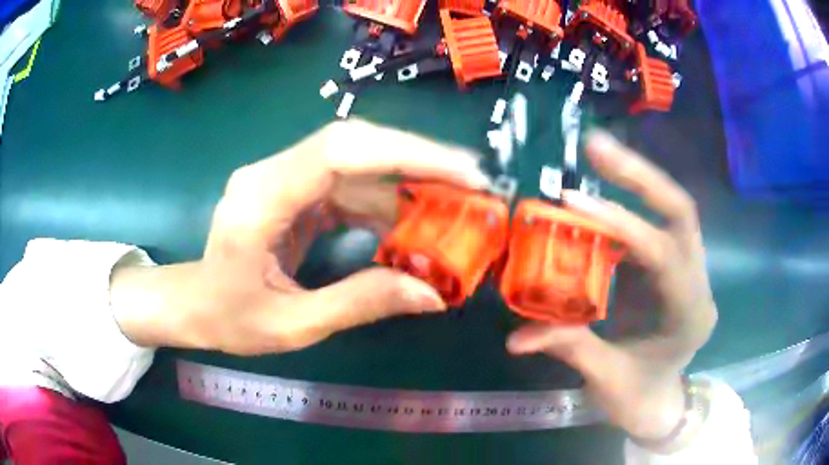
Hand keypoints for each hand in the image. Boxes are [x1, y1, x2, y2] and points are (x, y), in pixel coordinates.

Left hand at [110, 120, 489, 355]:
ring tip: (453, 208)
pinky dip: (386, 200)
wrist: (196, 304)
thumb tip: (433, 294)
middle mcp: (271, 173)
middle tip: (472, 183)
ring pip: (357, 161)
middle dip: (418, 160)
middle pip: (353, 144)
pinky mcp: (294, 189)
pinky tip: (413, 222)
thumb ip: (361, 304)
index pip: (338, 152)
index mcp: (260, 201)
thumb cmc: (231, 318)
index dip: (405, 153)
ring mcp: (283, 177)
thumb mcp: (295, 325)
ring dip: (407, 182)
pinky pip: (349, 183)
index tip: (461, 172)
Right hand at [506, 130, 716, 439]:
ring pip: (673, 210)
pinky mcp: (674, 266)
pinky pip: (657, 223)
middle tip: (596, 147)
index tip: (576, 203)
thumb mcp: (606, 379)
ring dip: (637, 179)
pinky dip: (632, 202)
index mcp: (690, 316)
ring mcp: (690, 270)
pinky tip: (605, 190)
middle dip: (641, 176)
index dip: (624, 227)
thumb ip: (571, 347)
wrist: (658, 404)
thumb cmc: (638, 399)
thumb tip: (517, 336)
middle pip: (681, 213)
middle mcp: (698, 283)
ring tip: (598, 153)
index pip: (665, 257)